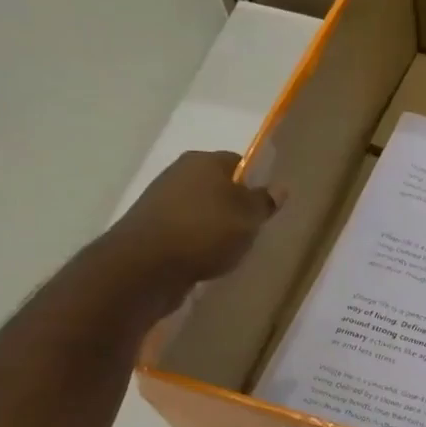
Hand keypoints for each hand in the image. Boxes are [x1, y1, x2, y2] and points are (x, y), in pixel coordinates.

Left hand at [96, 150, 278, 314]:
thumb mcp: (248, 217)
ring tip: (231, 248)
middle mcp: (180, 173)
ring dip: (216, 225)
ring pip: (201, 209)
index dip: (255, 181)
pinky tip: (207, 258)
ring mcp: (162, 200)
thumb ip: (264, 202)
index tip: (265, 206)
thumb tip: (279, 187)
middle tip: (252, 229)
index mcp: (204, 161)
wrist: (146, 265)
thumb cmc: (206, 231)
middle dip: (235, 205)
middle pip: (218, 185)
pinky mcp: (151, 227)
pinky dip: (197, 241)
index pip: (238, 162)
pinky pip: (185, 229)